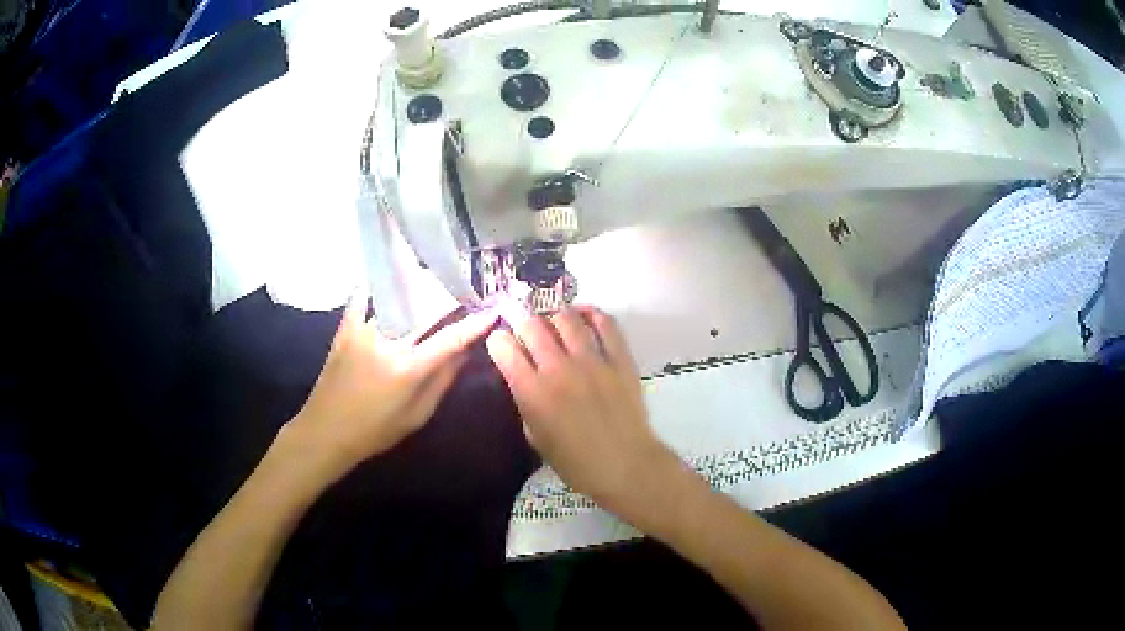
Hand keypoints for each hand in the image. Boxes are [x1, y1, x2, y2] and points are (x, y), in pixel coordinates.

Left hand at [287, 293, 495, 481]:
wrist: (326, 431)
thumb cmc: (375, 431)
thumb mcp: (417, 415)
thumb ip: (442, 381)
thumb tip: (464, 352)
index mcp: (408, 368)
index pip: (450, 339)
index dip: (475, 324)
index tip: (492, 311)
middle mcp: (388, 342)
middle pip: (426, 310)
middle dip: (450, 299)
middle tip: (466, 292)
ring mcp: (363, 330)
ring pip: (397, 299)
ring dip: (418, 290)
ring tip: (434, 281)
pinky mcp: (346, 328)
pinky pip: (363, 298)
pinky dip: (376, 286)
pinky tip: (387, 278)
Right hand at [485, 307, 675, 510]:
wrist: (625, 466)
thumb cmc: (575, 462)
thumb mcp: (536, 437)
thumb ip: (526, 404)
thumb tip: (525, 380)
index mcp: (533, 392)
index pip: (504, 348)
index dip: (498, 341)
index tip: (500, 343)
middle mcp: (558, 369)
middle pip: (532, 325)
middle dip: (522, 323)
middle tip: (526, 331)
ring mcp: (592, 361)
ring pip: (567, 318)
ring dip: (555, 316)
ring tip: (555, 322)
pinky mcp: (620, 359)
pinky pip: (606, 324)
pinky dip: (592, 314)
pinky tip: (584, 314)